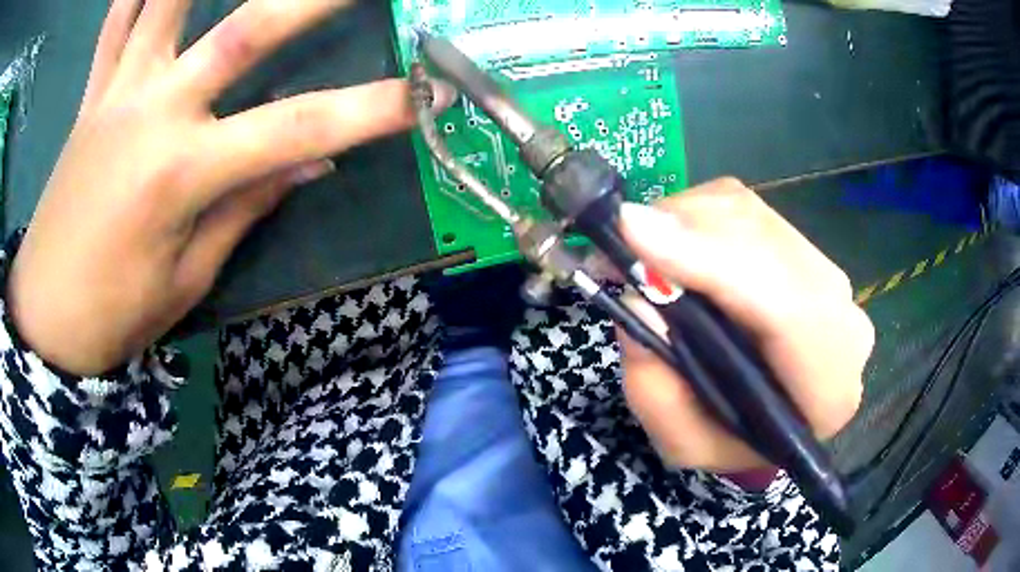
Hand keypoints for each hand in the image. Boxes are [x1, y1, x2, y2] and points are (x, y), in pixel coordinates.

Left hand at [7, 0, 452, 374]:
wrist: (48, 318)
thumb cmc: (116, 314)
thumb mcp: (188, 277)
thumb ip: (245, 204)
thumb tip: (310, 159)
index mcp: (182, 173)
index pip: (297, 128)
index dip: (368, 110)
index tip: (424, 95)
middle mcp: (152, 112)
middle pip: (244, 30)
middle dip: (310, 0)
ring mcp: (117, 93)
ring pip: (163, 3)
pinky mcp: (91, 95)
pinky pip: (113, 24)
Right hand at [618, 178, 873, 471]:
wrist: (773, 415)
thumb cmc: (733, 441)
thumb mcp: (683, 443)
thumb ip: (658, 390)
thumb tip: (639, 298)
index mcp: (828, 389)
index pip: (789, 308)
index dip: (716, 262)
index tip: (634, 234)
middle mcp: (842, 318)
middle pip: (766, 243)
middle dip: (685, 233)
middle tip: (617, 247)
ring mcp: (826, 272)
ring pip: (749, 212)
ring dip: (683, 221)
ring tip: (638, 252)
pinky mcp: (801, 244)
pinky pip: (741, 204)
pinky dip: (693, 215)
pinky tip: (670, 245)